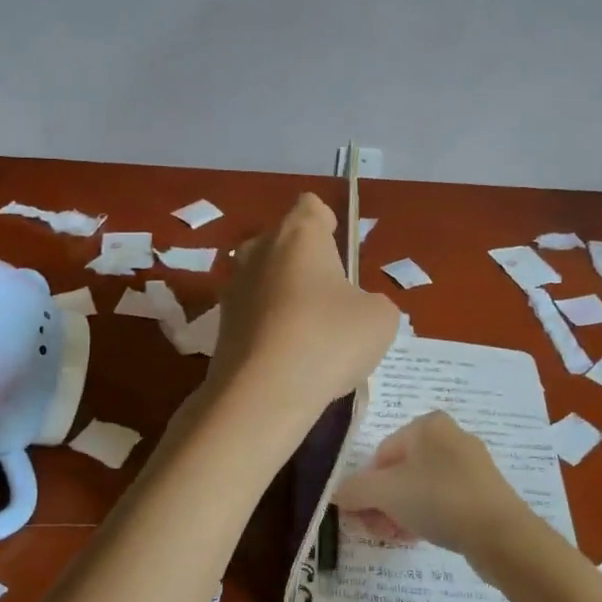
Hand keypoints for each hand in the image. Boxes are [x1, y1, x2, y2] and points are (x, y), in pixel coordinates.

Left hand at [206, 193, 398, 416]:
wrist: (262, 395)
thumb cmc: (328, 340)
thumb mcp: (380, 319)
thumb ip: (374, 302)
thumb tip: (358, 309)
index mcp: (298, 235)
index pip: (311, 206)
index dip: (327, 223)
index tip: (339, 251)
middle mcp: (258, 250)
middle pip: (284, 242)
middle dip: (306, 263)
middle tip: (332, 298)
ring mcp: (233, 288)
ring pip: (266, 278)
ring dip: (286, 296)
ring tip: (311, 333)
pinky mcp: (221, 325)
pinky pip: (254, 313)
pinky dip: (270, 326)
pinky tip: (289, 357)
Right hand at [331, 411, 534, 560]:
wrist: (501, 534)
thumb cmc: (438, 499)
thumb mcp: (386, 493)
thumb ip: (355, 490)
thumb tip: (335, 493)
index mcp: (427, 424)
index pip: (383, 453)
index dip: (369, 485)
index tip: (365, 514)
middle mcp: (451, 435)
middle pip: (402, 470)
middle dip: (385, 501)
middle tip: (378, 529)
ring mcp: (471, 463)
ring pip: (423, 486)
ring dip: (403, 511)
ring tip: (397, 537)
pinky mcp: (485, 490)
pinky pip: (446, 499)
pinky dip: (429, 515)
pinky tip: (422, 537)